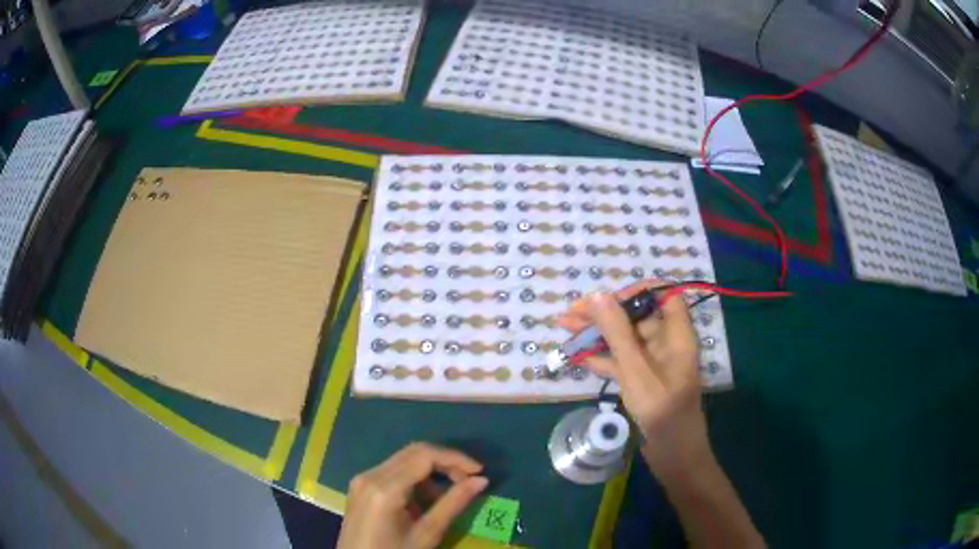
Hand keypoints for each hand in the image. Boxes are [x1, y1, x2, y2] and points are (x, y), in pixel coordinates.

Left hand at [338, 443, 488, 548]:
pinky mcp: (360, 486)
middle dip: (445, 462)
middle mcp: (370, 474)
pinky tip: (425, 499)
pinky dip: (414, 479)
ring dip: (430, 471)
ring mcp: (362, 479)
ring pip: (403, 460)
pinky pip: (392, 471)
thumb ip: (453, 504)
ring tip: (448, 495)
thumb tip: (481, 480)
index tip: (479, 471)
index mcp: (384, 487)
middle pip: (413, 452)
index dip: (455, 458)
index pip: (424, 455)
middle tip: (469, 480)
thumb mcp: (427, 533)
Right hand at [556, 281, 711, 473]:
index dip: (638, 291)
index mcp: (676, 335)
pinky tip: (576, 356)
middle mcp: (666, 344)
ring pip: (624, 340)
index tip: (607, 299)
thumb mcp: (637, 371)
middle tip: (570, 314)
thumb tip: (597, 296)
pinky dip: (600, 358)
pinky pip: (620, 362)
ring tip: (564, 329)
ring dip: (596, 334)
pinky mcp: (642, 382)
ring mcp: (653, 364)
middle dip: (605, 313)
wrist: (673, 456)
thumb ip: (618, 333)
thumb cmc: (662, 412)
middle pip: (637, 317)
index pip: (665, 296)